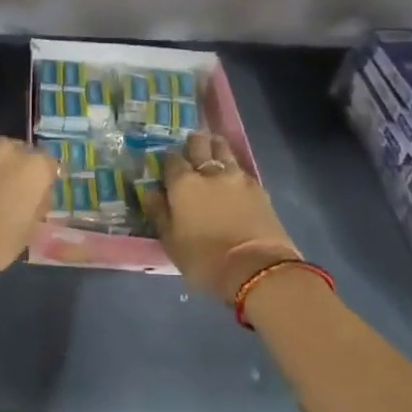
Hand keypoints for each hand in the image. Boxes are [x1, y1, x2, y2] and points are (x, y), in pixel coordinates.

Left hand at [0, 138, 56, 285]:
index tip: (35, 193)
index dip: (41, 180)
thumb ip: (36, 203)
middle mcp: (9, 149)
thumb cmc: (0, 241)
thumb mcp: (31, 226)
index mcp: (35, 167)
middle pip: (17, 153)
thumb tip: (34, 196)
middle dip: (14, 168)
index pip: (47, 165)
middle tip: (6, 190)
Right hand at [147, 132, 300, 302]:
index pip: (172, 159)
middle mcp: (210, 173)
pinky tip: (232, 177)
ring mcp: (238, 178)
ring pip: (224, 150)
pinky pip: (241, 169)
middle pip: (200, 144)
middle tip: (191, 146)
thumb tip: (151, 192)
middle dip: (194, 142)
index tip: (167, 166)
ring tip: (213, 150)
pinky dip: (234, 168)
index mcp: (183, 184)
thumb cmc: (204, 259)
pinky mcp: (259, 189)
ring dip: (216, 147)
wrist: (257, 269)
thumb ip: (159, 213)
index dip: (168, 160)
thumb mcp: (171, 242)